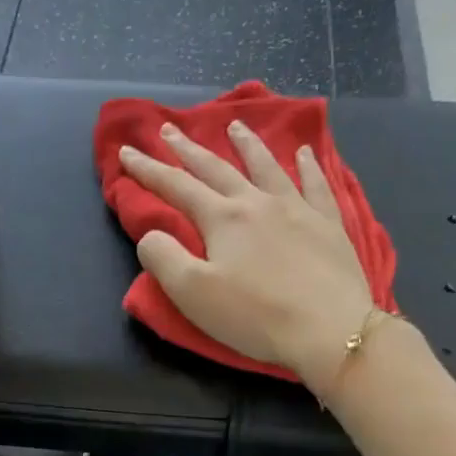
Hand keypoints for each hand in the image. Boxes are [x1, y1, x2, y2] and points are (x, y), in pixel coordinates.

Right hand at [119, 122, 376, 392]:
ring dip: (247, 145)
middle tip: (169, 128)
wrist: (328, 329)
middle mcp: (258, 203)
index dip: (148, 169)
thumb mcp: (192, 293)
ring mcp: (298, 210)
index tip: (126, 151)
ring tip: (235, 126)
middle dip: (188, 149)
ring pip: (267, 167)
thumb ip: (163, 258)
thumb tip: (150, 235)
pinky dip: (309, 166)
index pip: (176, 187)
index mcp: (222, 219)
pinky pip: (317, 186)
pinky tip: (305, 153)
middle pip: (217, 169)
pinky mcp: (329, 226)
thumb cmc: (254, 315)